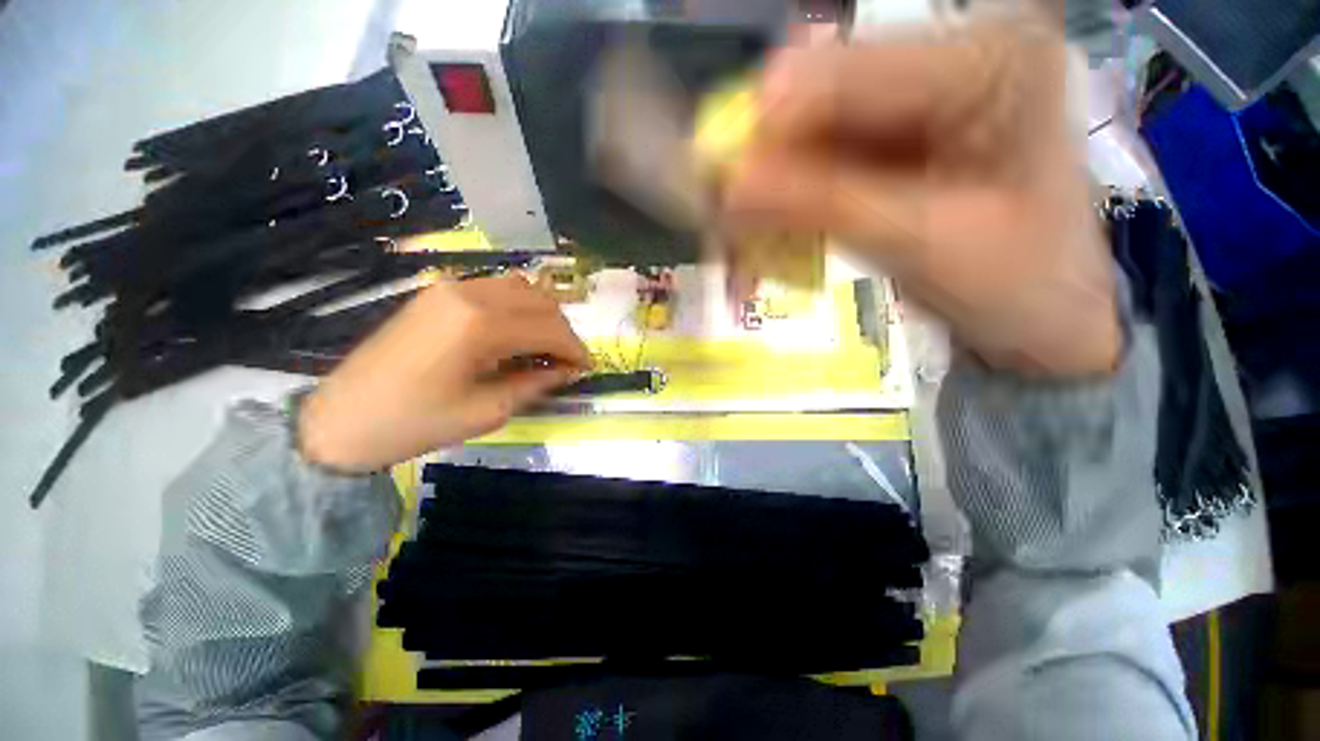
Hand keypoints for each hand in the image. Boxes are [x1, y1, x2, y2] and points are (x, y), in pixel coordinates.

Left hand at [299, 276, 590, 472]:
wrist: (341, 421)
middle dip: (564, 332)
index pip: (550, 328)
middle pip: (541, 302)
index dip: (576, 349)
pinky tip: (516, 335)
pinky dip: (519, 309)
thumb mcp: (487, 412)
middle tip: (567, 363)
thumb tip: (567, 370)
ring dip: (543, 317)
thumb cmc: (415, 424)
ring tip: (545, 349)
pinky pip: (496, 290)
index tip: (587, 369)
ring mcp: (451, 287)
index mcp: (480, 325)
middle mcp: (470, 293)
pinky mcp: (439, 292)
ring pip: (522, 289)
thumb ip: (535, 384)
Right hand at [722, 20, 1119, 376]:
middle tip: (722, 220)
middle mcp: (951, 58)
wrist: (1046, 316)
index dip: (766, 126)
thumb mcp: (921, 244)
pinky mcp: (895, 141)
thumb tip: (729, 188)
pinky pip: (819, 162)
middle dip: (762, 162)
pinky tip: (770, 233)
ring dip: (768, 188)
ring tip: (741, 238)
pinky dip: (787, 200)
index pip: (849, 73)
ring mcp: (919, 100)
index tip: (713, 186)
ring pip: (811, 133)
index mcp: (988, 61)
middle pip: (822, 97)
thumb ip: (823, 206)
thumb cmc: (1017, 286)